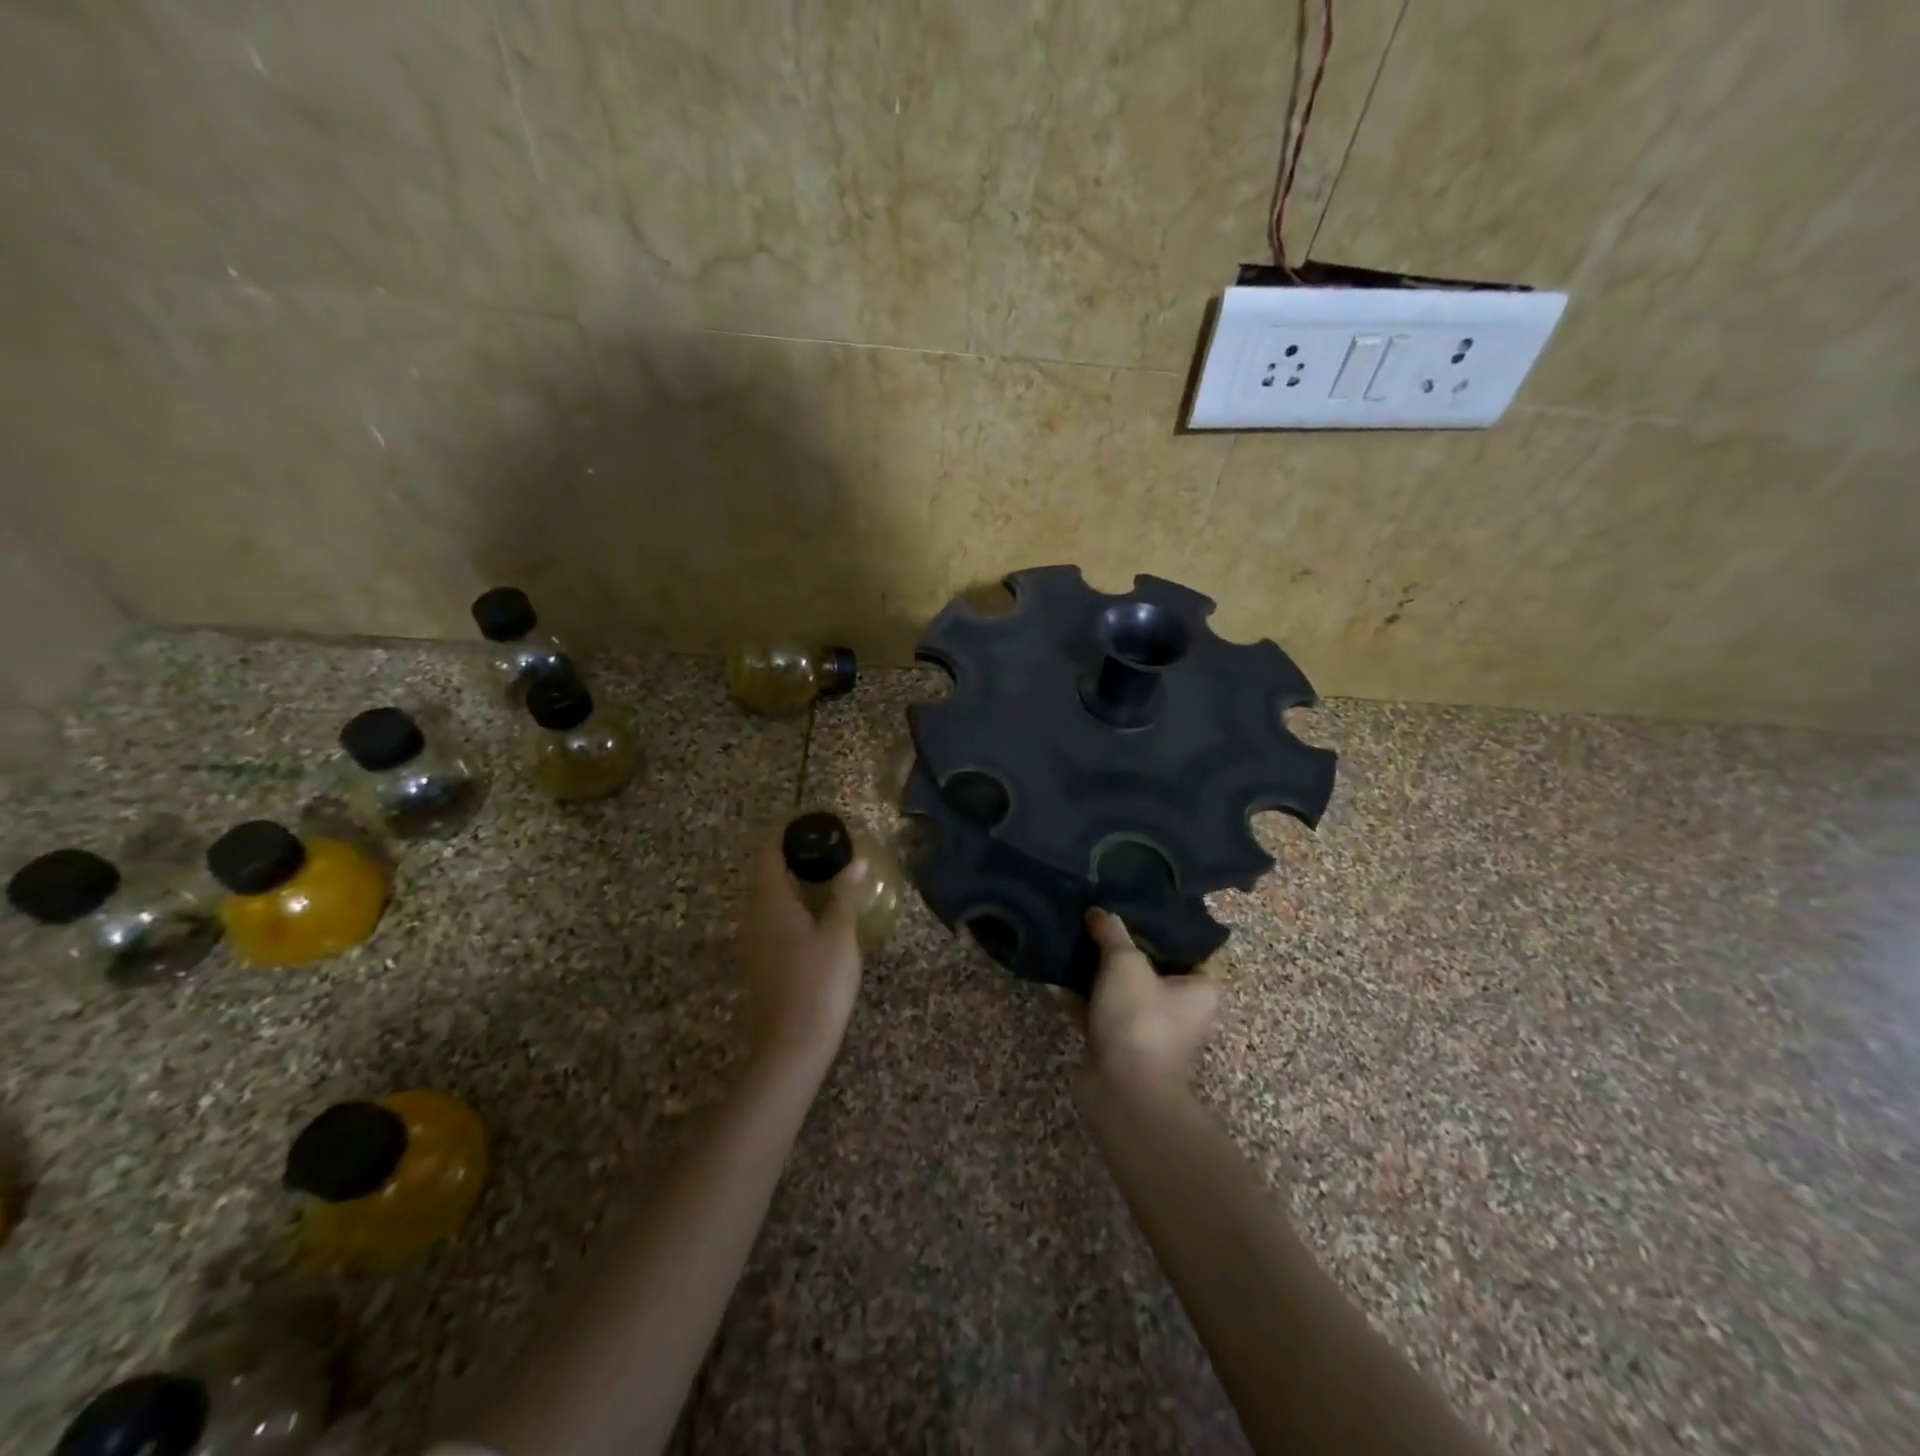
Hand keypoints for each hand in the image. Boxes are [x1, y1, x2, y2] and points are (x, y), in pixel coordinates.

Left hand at [738, 830, 868, 1068]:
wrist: (791, 1047)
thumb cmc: (818, 984)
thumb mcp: (840, 935)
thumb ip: (846, 894)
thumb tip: (857, 861)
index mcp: (770, 901)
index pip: (769, 851)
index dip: (786, 832)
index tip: (812, 822)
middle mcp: (753, 914)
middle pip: (767, 872)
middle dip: (795, 856)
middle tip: (830, 849)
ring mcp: (753, 939)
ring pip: (769, 897)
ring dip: (795, 882)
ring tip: (829, 877)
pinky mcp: (760, 960)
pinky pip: (772, 918)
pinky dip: (792, 905)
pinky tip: (819, 915)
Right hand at [1080, 908, 1219, 1091]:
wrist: (1123, 1091)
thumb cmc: (1140, 1019)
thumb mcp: (1124, 962)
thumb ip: (1111, 931)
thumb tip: (1097, 911)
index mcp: (1200, 989)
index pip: (1189, 947)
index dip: (1163, 925)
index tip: (1136, 904)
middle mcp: (1181, 1010)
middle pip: (1151, 966)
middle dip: (1123, 946)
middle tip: (1098, 917)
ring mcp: (1148, 1029)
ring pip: (1122, 989)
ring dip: (1098, 971)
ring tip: (1073, 939)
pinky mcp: (1120, 1046)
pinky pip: (1100, 1010)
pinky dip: (1080, 996)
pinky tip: (1055, 976)